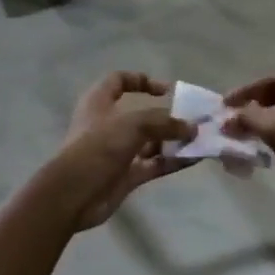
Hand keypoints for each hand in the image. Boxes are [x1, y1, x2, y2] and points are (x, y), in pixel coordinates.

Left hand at [50, 73, 196, 230]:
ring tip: (199, 140)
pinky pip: (154, 164)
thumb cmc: (99, 146)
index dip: (142, 80)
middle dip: (168, 116)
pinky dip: (173, 161)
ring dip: (174, 140)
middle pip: (142, 114)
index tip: (167, 90)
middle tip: (193, 119)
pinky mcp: (126, 175)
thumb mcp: (134, 124)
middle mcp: (108, 124)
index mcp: (99, 102)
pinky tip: (195, 159)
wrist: (74, 194)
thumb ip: (165, 122)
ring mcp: (118, 151)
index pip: (119, 80)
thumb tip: (192, 128)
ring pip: (151, 141)